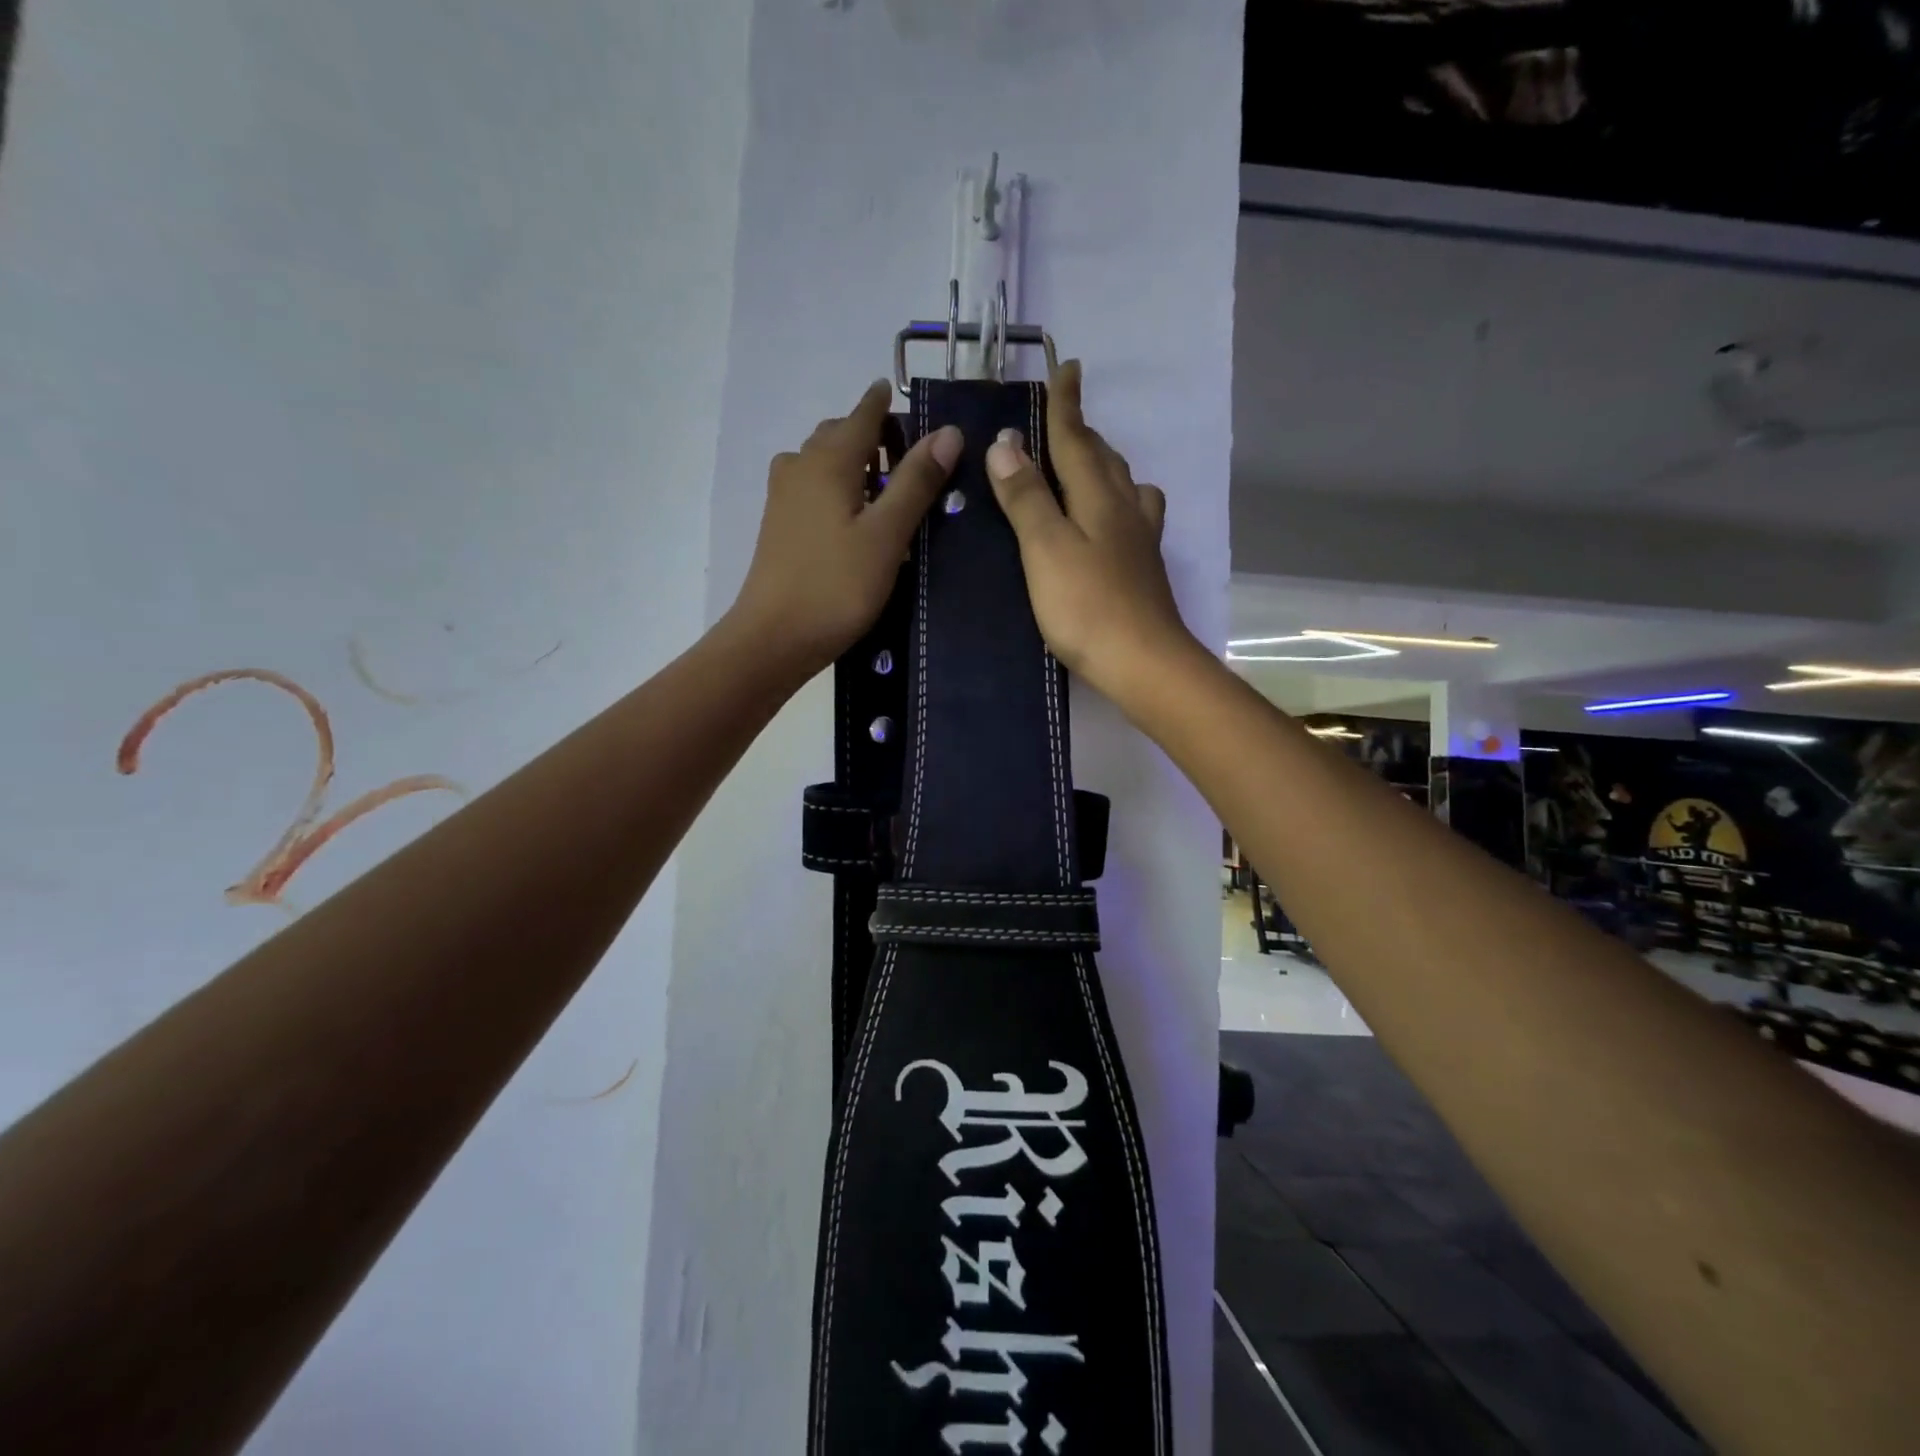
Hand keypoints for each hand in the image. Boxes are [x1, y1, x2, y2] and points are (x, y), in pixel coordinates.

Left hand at [729, 380, 961, 676]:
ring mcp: (784, 496)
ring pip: (823, 461)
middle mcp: (801, 465)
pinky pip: (813, 487)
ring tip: (888, 489)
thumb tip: (949, 432)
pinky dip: (837, 487)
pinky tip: (856, 518)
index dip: (888, 403)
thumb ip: (916, 482)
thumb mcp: (887, 535)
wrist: (774, 638)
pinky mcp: (779, 525)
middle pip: (840, 433)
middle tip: (912, 459)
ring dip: (854, 462)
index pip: (864, 412)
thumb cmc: (836, 586)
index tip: (911, 400)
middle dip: (873, 434)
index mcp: (829, 460)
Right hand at [986, 361, 1195, 701]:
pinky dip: (1119, 502)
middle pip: (1103, 459)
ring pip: (1124, 486)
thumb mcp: (1045, 548)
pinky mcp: (1143, 569)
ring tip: (1085, 464)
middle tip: (1064, 417)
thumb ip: (1026, 497)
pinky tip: (1114, 520)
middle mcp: (1125, 509)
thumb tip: (1006, 443)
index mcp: (1098, 497)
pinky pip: (1132, 517)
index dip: (1066, 406)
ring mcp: (1139, 541)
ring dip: (1104, 465)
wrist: (1143, 662)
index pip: (1076, 440)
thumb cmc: (1087, 606)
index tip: (1067, 367)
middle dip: (1083, 433)